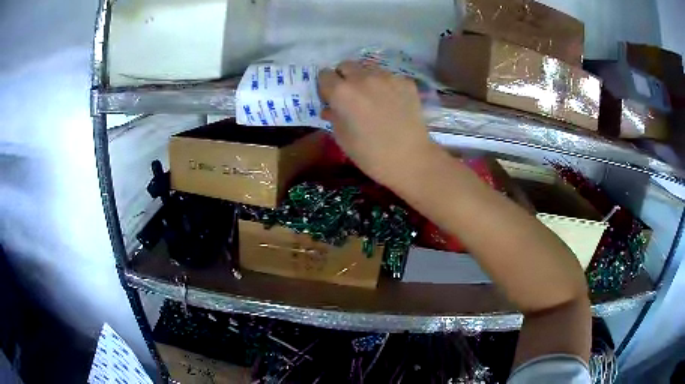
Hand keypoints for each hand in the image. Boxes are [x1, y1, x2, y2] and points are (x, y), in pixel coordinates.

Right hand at [318, 61, 434, 185]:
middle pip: (346, 65)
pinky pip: (389, 77)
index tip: (330, 97)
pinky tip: (393, 103)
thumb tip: (329, 108)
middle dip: (344, 77)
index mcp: (342, 92)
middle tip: (351, 95)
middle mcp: (363, 77)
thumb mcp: (342, 138)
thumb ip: (333, 116)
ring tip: (373, 98)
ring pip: (369, 68)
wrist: (411, 159)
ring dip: (365, 79)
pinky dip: (386, 86)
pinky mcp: (405, 81)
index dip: (326, 86)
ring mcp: (387, 77)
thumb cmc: (370, 154)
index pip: (325, 75)